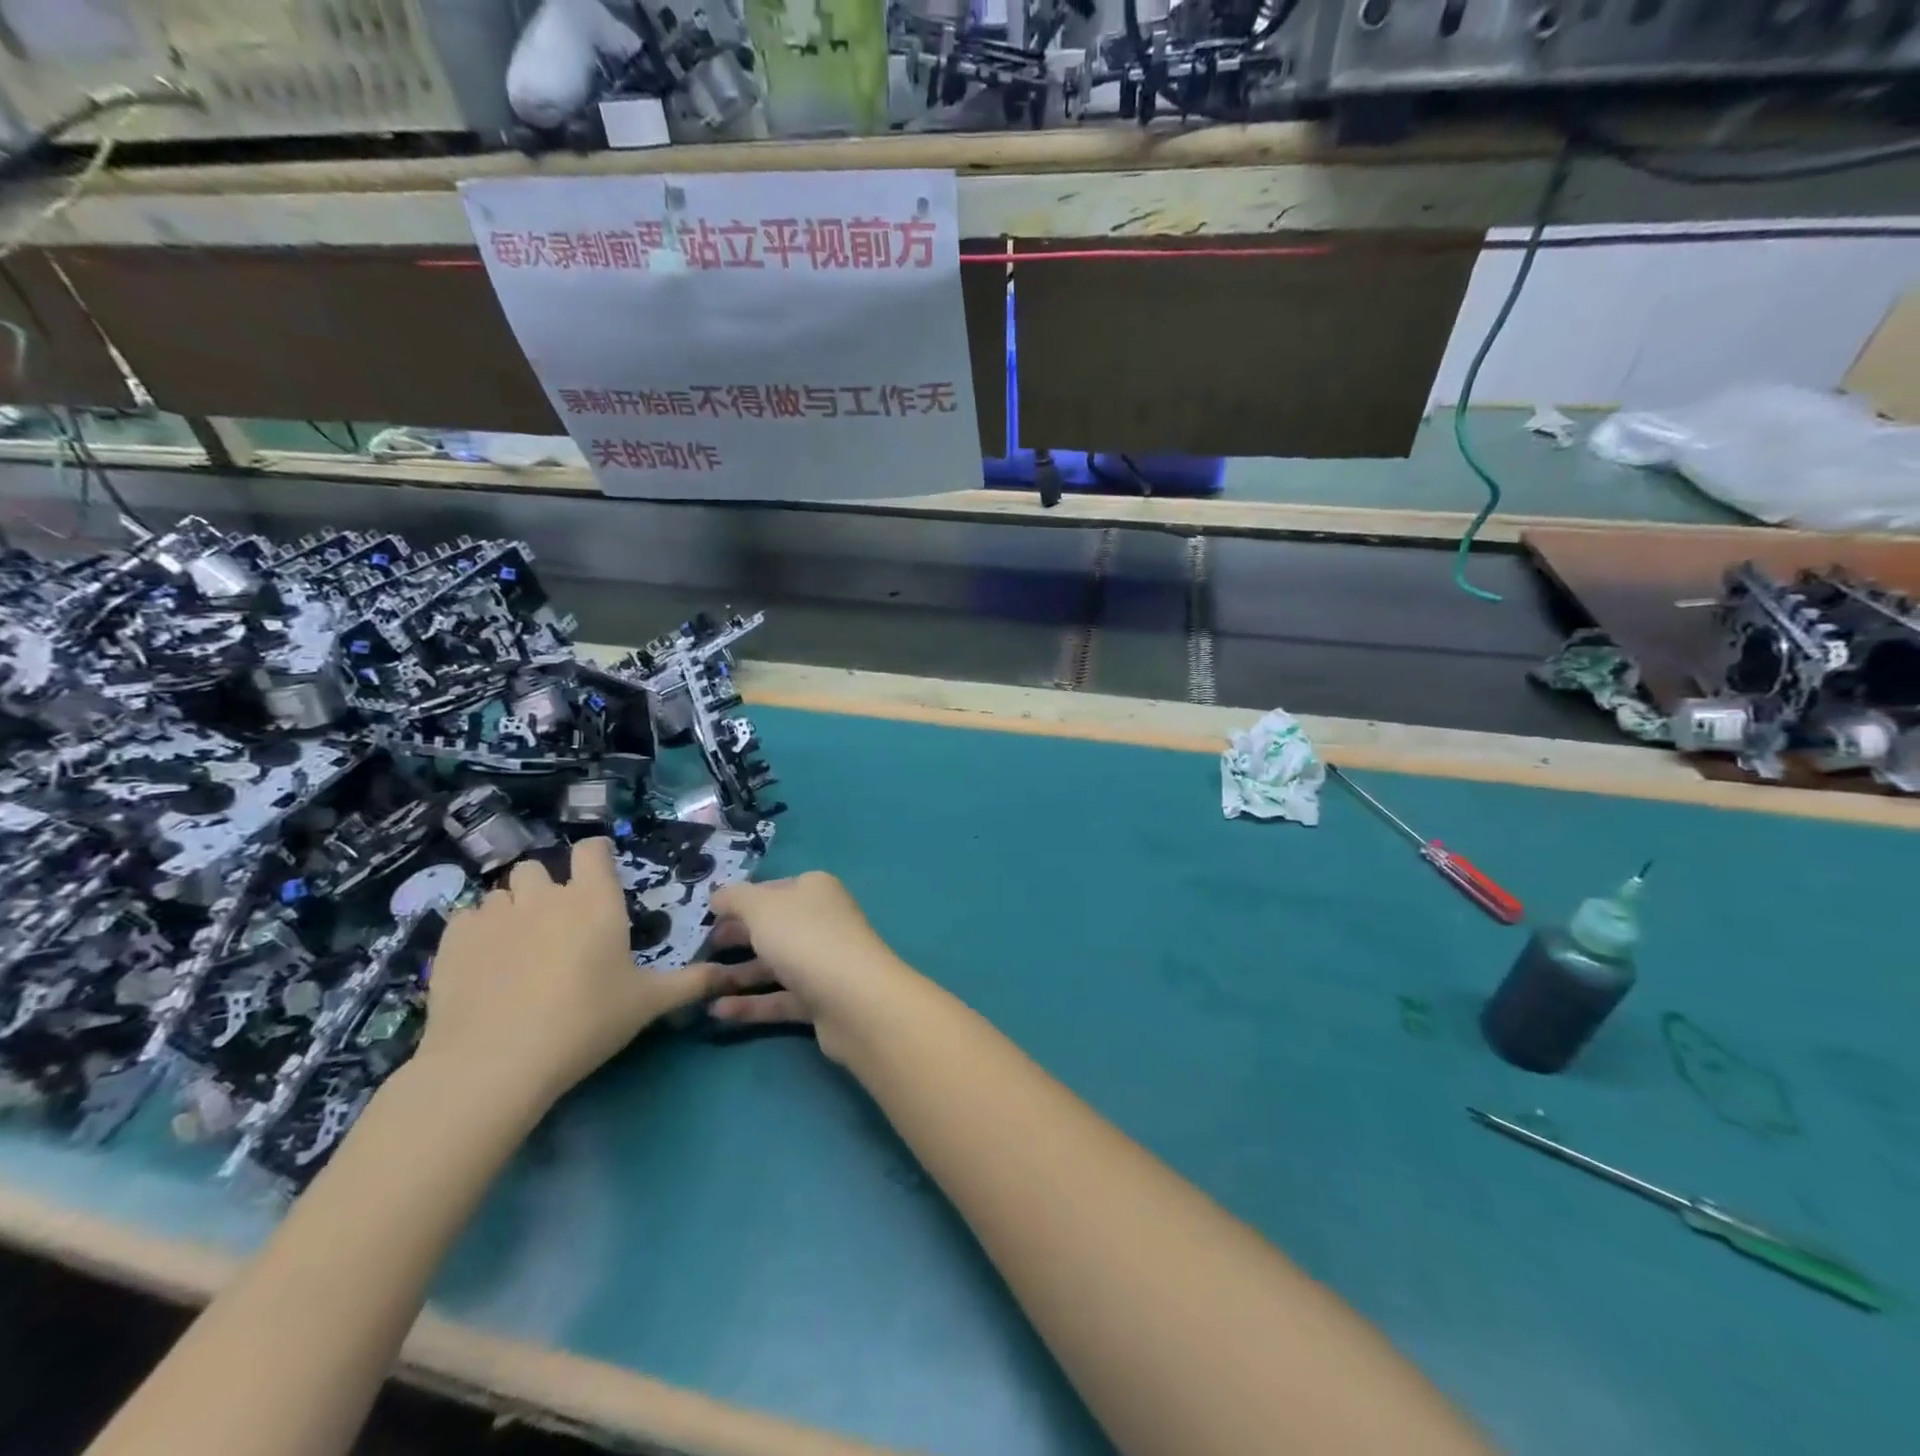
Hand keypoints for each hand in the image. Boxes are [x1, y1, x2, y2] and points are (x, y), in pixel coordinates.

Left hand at [416, 838, 710, 1113]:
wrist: (495, 1063)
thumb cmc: (585, 1022)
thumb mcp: (648, 1003)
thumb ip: (692, 982)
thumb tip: (733, 975)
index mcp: (594, 900)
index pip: (592, 849)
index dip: (596, 858)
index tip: (599, 880)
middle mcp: (544, 895)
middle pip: (539, 866)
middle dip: (547, 887)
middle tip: (557, 927)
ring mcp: (494, 915)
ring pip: (501, 893)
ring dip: (512, 909)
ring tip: (518, 948)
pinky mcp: (452, 940)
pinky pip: (466, 918)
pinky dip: (476, 933)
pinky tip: (483, 965)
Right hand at [702, 871, 912, 1063]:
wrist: (854, 1000)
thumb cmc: (804, 938)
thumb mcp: (761, 907)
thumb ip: (735, 898)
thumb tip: (719, 896)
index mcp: (814, 890)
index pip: (771, 890)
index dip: (740, 901)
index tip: (707, 917)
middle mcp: (822, 921)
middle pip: (772, 927)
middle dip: (736, 937)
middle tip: (699, 950)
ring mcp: (823, 962)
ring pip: (774, 965)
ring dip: (737, 974)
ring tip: (700, 985)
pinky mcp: (821, 1001)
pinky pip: (779, 999)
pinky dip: (750, 1004)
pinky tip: (717, 1012)